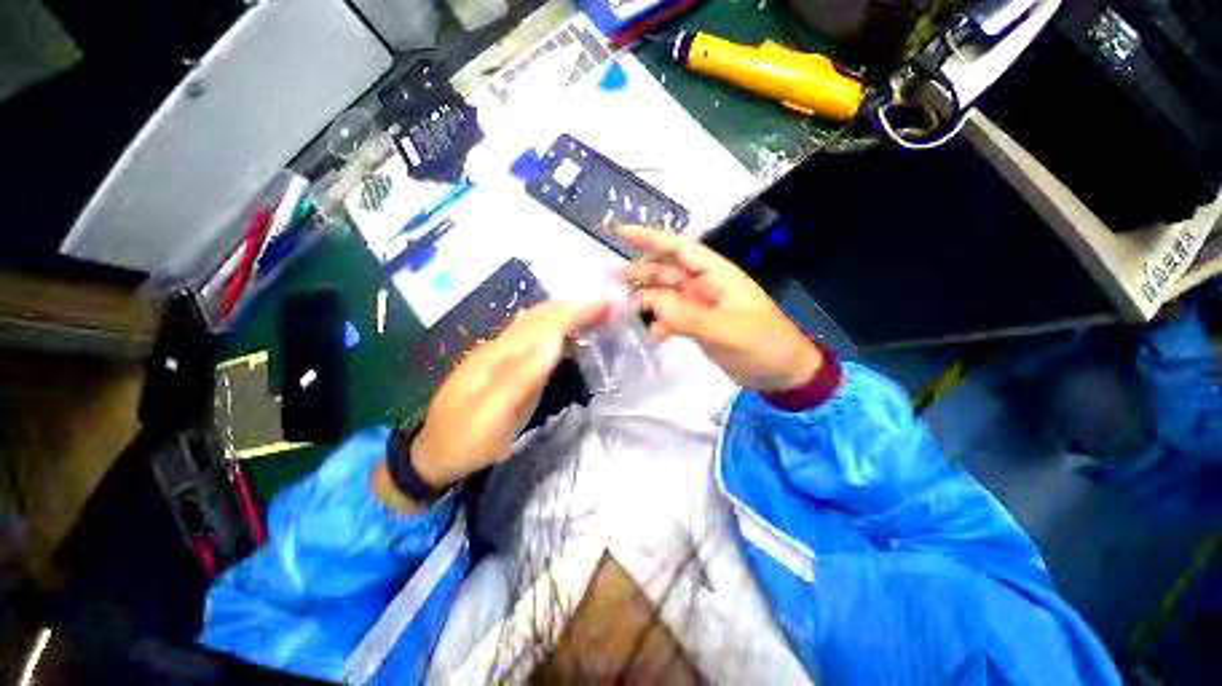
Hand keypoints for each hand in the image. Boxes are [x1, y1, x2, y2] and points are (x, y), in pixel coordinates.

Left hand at [407, 301, 609, 491]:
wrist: (433, 453)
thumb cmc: (466, 439)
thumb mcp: (493, 415)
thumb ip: (523, 376)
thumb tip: (555, 341)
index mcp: (499, 355)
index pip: (545, 324)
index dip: (577, 311)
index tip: (607, 303)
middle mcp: (500, 346)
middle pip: (540, 315)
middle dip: (575, 306)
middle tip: (607, 305)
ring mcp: (500, 353)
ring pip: (536, 321)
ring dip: (565, 312)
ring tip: (593, 312)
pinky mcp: (503, 363)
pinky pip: (533, 335)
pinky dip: (555, 326)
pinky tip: (566, 331)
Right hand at [617, 225, 822, 392]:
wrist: (780, 374)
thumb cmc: (764, 345)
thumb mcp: (728, 330)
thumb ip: (688, 316)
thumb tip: (649, 301)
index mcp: (717, 275)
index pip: (680, 250)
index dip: (651, 239)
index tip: (622, 233)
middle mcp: (704, 286)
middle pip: (666, 271)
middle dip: (640, 272)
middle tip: (610, 278)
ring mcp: (699, 307)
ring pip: (665, 295)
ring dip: (645, 299)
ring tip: (622, 307)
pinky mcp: (696, 325)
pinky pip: (670, 318)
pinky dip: (659, 323)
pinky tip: (653, 334)